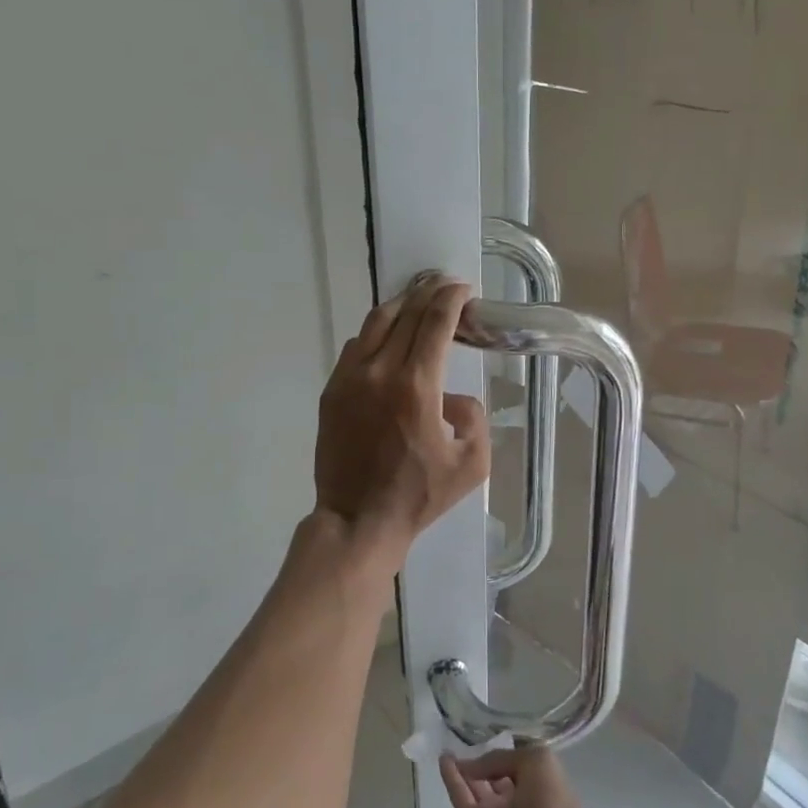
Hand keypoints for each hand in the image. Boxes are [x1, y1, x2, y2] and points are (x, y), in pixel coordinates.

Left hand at [313, 273, 490, 560]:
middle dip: (428, 293)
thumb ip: (475, 419)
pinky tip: (387, 341)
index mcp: (417, 385)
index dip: (452, 298)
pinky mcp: (332, 390)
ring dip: (400, 307)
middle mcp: (380, 371)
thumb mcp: (471, 464)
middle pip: (406, 313)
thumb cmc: (418, 496)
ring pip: (375, 323)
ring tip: (416, 304)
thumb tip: (455, 398)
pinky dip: (375, 334)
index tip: (463, 289)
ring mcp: (349, 378)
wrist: (357, 520)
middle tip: (444, 286)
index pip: (436, 322)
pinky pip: (355, 347)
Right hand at [441, 745, 593, 807]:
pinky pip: (460, 797)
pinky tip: (443, 759)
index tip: (487, 733)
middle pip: (491, 776)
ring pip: (473, 786)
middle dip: (478, 761)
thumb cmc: (551, 804)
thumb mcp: (536, 762)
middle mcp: (514, 799)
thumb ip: (501, 758)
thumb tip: (473, 764)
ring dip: (461, 768)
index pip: (513, 763)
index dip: (501, 750)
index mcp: (536, 785)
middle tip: (459, 739)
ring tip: (446, 747)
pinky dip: (451, 779)